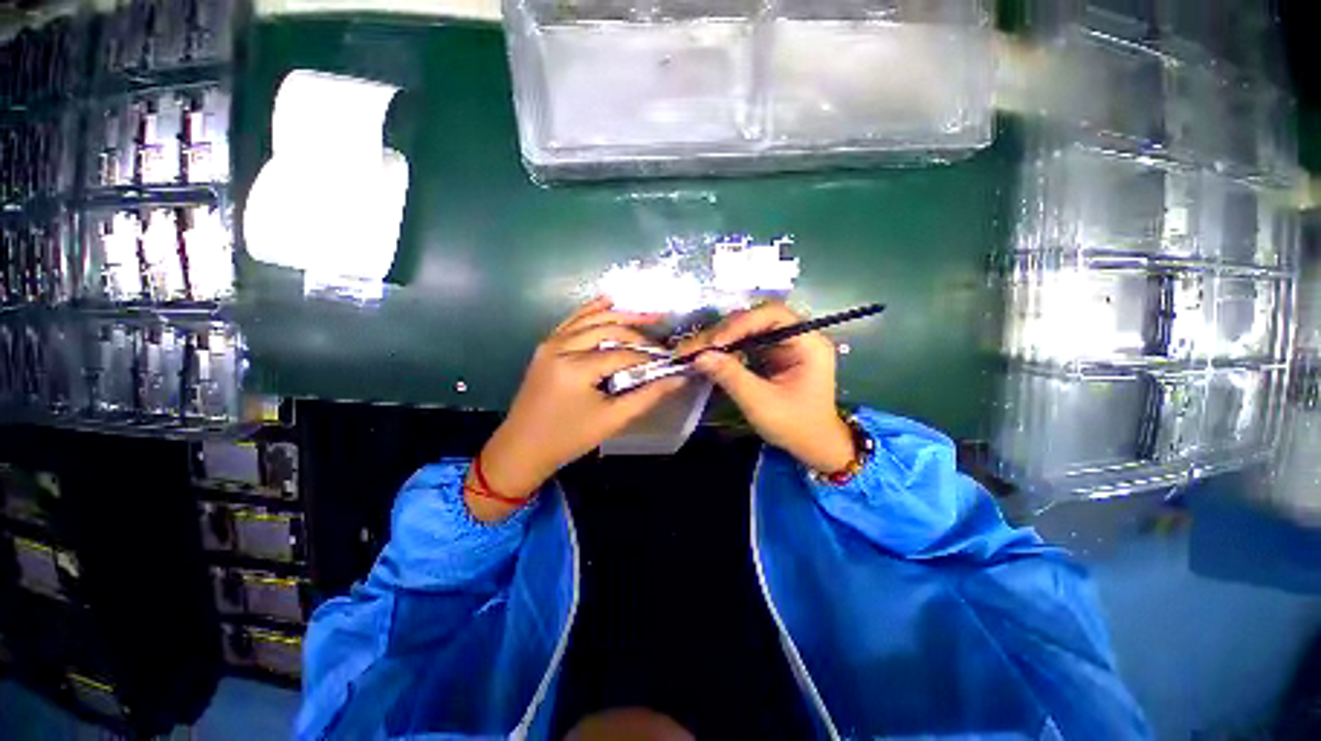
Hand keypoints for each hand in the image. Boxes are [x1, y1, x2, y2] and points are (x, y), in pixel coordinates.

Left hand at [468, 298, 687, 521]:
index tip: (667, 359)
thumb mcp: (612, 420)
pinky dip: (591, 311)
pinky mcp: (546, 346)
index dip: (648, 356)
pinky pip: (572, 321)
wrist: (523, 447)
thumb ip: (647, 396)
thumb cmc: (569, 438)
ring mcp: (550, 343)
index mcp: (576, 368)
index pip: (622, 354)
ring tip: (645, 315)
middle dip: (637, 332)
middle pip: (608, 329)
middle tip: (660, 338)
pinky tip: (608, 301)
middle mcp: (561, 347)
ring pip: (590, 319)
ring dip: (618, 315)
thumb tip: (678, 379)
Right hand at [679, 302, 854, 474]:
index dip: (741, 323)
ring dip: (720, 339)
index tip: (715, 342)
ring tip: (695, 350)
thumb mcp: (761, 403)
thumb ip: (731, 377)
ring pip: (746, 330)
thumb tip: (699, 357)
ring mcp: (783, 344)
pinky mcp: (772, 355)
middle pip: (755, 319)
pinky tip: (708, 356)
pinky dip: (725, 349)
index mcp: (808, 342)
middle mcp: (797, 336)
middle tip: (695, 347)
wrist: (813, 445)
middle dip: (724, 332)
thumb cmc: (795, 426)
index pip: (772, 315)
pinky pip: (745, 343)